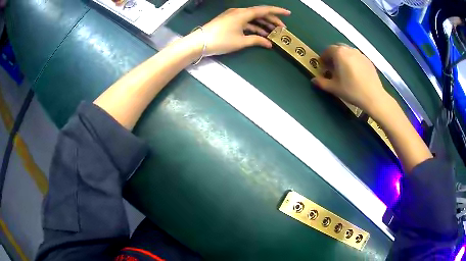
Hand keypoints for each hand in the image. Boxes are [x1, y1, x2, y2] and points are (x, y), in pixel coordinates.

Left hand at [197, 6, 290, 55]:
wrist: (199, 42)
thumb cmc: (221, 40)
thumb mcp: (241, 41)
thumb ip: (257, 40)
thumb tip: (269, 43)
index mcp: (243, 13)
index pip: (265, 10)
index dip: (278, 11)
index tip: (288, 14)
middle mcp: (239, 12)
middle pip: (260, 14)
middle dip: (272, 21)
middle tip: (282, 29)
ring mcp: (233, 16)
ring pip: (253, 18)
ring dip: (263, 25)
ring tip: (273, 33)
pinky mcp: (229, 21)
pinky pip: (245, 22)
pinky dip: (253, 27)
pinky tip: (260, 34)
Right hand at [311, 44, 389, 114]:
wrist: (373, 96)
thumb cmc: (352, 90)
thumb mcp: (334, 88)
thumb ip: (322, 82)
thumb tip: (314, 80)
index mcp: (339, 53)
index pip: (327, 50)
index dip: (323, 58)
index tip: (323, 66)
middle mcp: (349, 50)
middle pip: (338, 48)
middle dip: (333, 56)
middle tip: (333, 67)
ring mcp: (360, 54)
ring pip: (348, 52)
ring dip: (343, 58)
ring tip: (344, 70)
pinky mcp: (368, 61)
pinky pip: (357, 57)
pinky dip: (353, 61)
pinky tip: (355, 73)